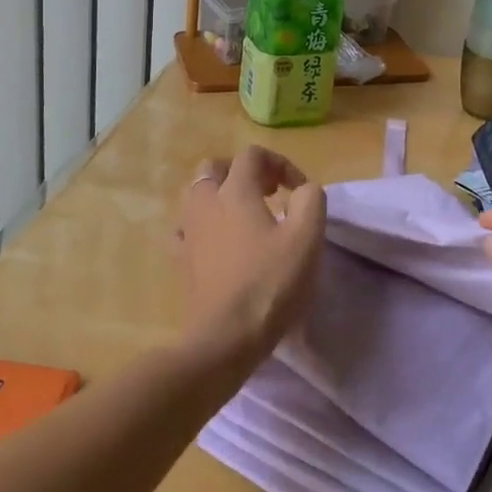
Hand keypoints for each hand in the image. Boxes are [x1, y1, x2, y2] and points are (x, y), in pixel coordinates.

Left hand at [175, 146, 325, 364]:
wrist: (225, 337)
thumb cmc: (270, 282)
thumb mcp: (307, 237)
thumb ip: (310, 200)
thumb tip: (302, 190)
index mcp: (235, 190)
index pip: (253, 155)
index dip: (280, 164)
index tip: (299, 191)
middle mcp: (205, 202)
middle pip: (216, 167)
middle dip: (243, 172)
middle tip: (268, 193)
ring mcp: (188, 231)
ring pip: (197, 194)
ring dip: (220, 195)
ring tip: (245, 216)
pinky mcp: (181, 260)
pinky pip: (186, 228)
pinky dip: (203, 226)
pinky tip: (219, 242)